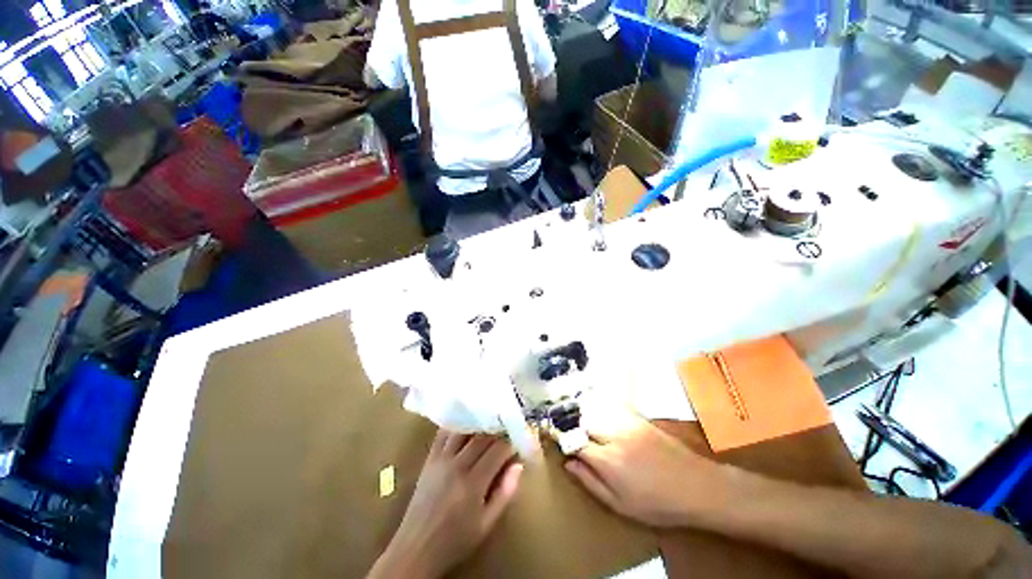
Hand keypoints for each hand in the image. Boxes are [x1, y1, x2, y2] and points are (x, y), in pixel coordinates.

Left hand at [369, 431, 522, 578]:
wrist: (417, 548)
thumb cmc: (456, 540)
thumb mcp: (487, 524)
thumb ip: (505, 493)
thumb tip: (518, 465)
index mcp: (473, 483)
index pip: (497, 450)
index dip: (511, 442)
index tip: (519, 441)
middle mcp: (457, 465)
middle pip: (482, 437)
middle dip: (498, 431)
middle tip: (507, 431)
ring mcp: (441, 459)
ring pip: (464, 430)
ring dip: (479, 425)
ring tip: (489, 425)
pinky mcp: (429, 458)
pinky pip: (443, 433)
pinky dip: (456, 425)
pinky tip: (466, 423)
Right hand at [565, 414, 729, 526]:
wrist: (697, 486)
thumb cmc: (657, 504)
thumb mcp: (620, 506)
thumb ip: (590, 482)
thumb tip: (568, 463)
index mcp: (608, 461)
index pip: (574, 442)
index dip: (561, 439)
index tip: (552, 437)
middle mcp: (614, 435)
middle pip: (582, 420)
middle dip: (571, 424)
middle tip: (567, 431)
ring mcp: (626, 423)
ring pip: (595, 410)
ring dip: (584, 415)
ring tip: (580, 423)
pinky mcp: (637, 417)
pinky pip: (610, 407)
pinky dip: (599, 409)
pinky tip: (599, 416)